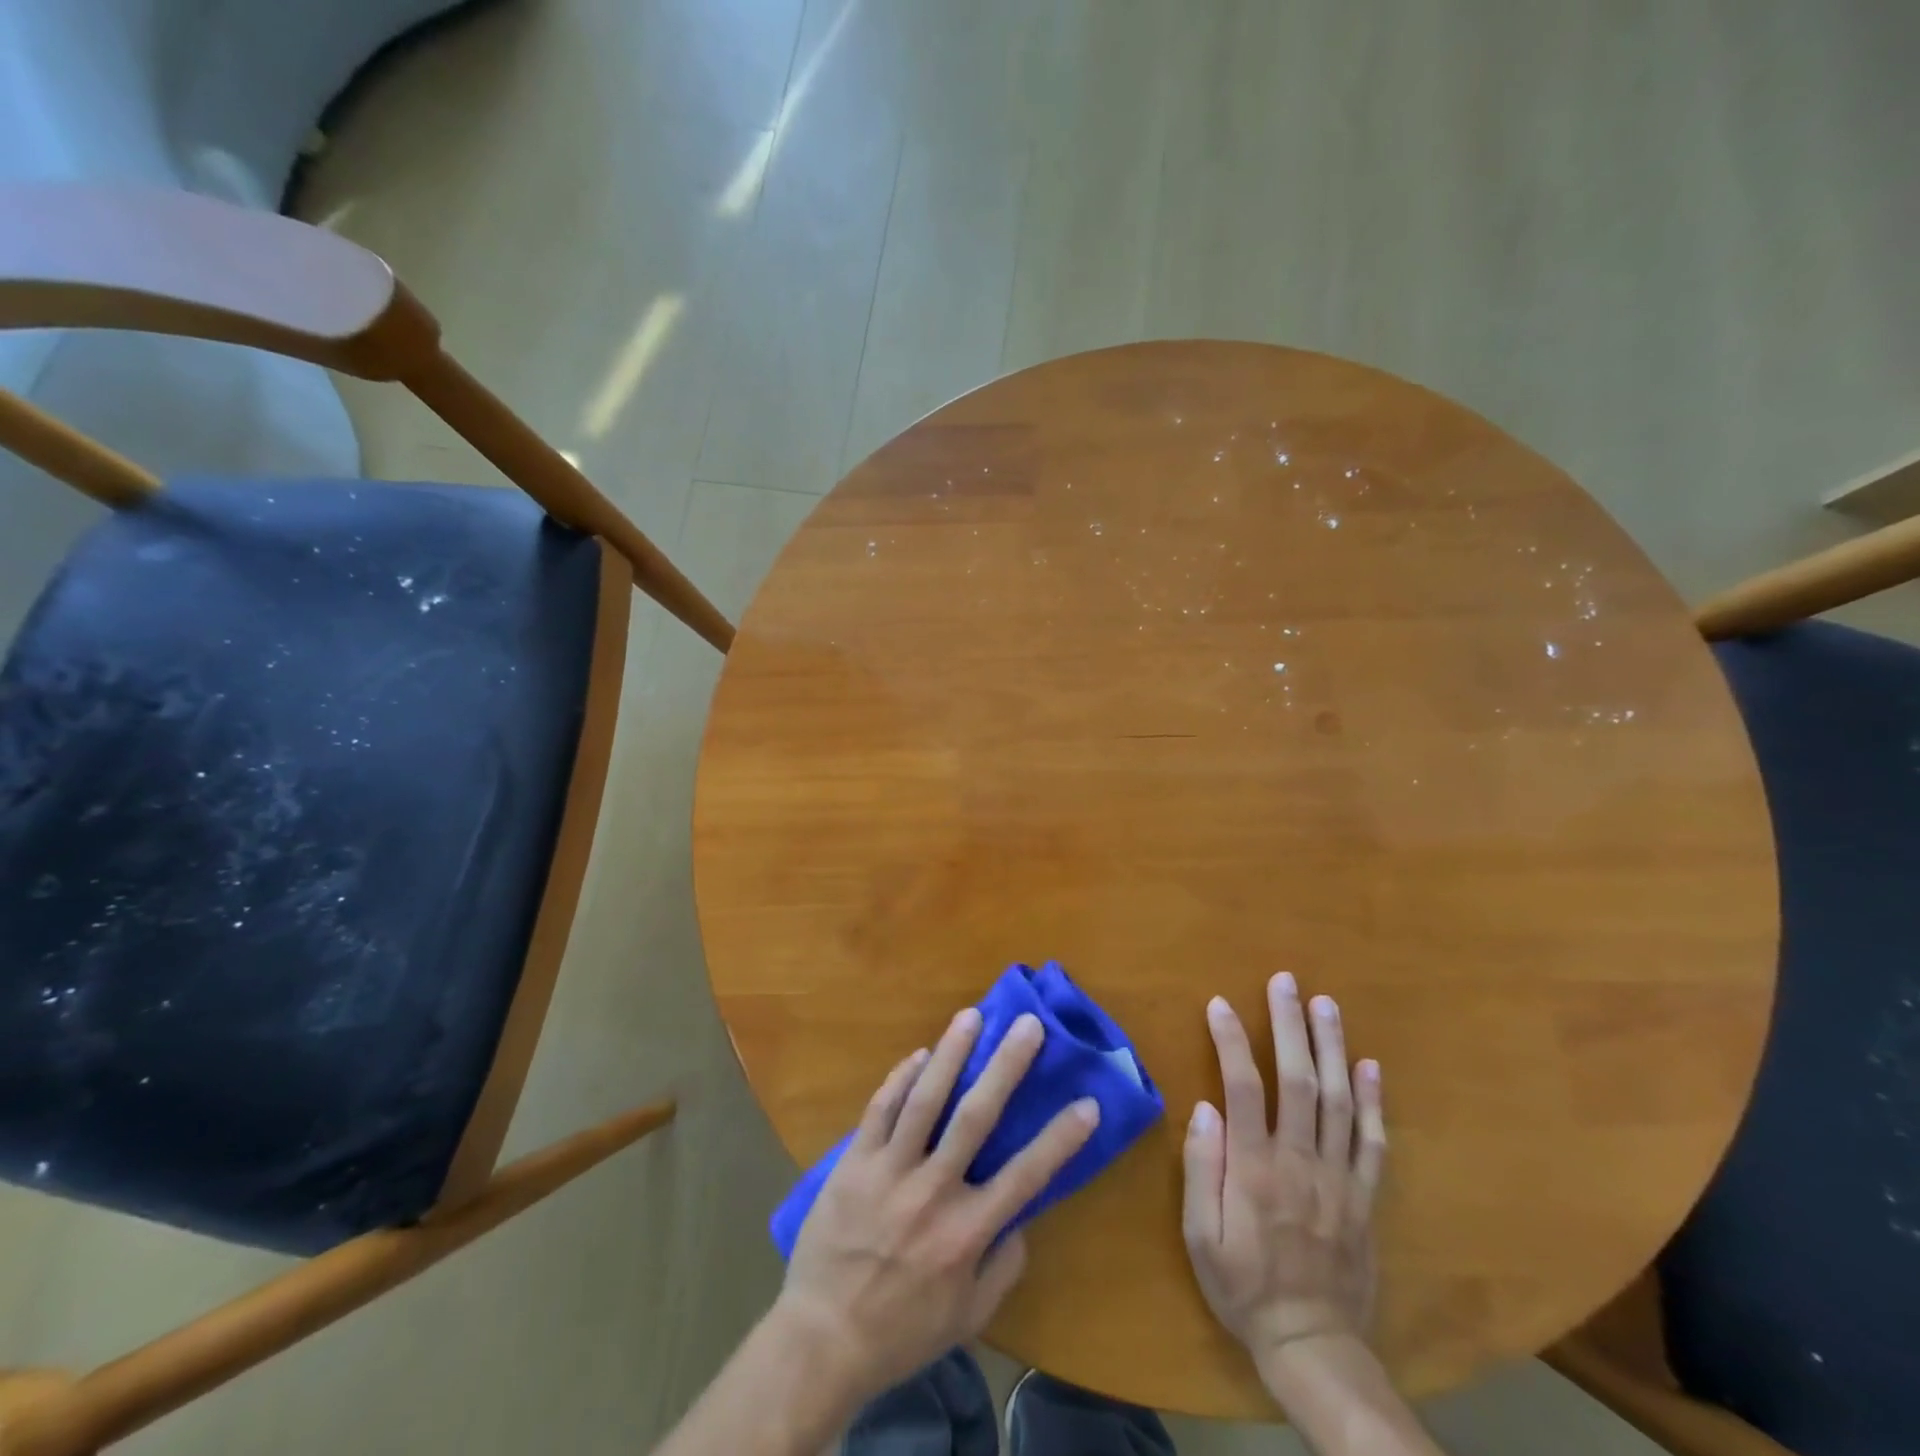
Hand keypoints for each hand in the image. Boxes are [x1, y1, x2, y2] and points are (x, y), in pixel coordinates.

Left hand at [773, 1006, 1101, 1400]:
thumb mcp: (966, 1318)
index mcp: (967, 1233)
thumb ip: (1002, 1268)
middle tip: (1027, 1024)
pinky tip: (919, 1055)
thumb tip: (1022, 1218)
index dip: (1060, 1138)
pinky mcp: (854, 1162)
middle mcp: (932, 1191)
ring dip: (951, 1053)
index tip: (1088, 1102)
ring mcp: (889, 1171)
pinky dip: (900, 1079)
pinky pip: (880, 1109)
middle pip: (976, 1116)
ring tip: (971, 1016)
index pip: (1025, 1175)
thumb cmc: (901, 1332)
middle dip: (1006, 1066)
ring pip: (925, 1099)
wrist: (821, 1339)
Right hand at [1182, 973, 1386, 1361]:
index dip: (1232, 1041)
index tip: (1220, 1003)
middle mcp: (1300, 1162)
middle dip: (1291, 1026)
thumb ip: (1202, 1169)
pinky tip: (1370, 1066)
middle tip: (1286, 981)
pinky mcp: (1365, 1197)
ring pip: (1339, 1100)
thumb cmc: (1243, 1286)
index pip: (1244, 1088)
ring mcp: (1339, 1178)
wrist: (1313, 1346)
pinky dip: (1373, 1101)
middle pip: (1299, 1081)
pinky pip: (1373, 1142)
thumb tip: (1205, 1107)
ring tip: (1325, 1004)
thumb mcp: (1200, 1237)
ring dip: (1332, 1047)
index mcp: (1255, 1169)